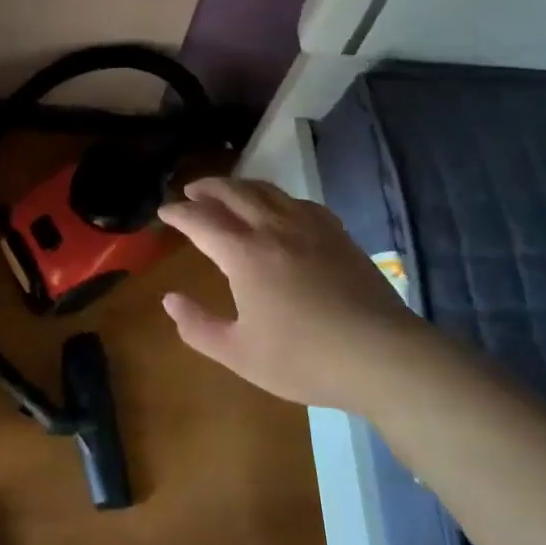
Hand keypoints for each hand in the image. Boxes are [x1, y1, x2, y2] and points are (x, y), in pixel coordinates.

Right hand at [157, 176, 425, 408]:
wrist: (381, 355)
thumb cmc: (305, 358)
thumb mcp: (240, 354)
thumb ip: (199, 327)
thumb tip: (169, 300)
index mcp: (244, 253)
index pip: (200, 220)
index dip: (178, 213)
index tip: (164, 211)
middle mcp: (272, 227)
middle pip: (232, 192)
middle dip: (207, 188)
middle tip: (191, 191)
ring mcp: (308, 225)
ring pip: (266, 190)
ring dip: (240, 185)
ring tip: (228, 192)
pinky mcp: (336, 232)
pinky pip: (298, 201)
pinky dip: (277, 197)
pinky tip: (280, 208)